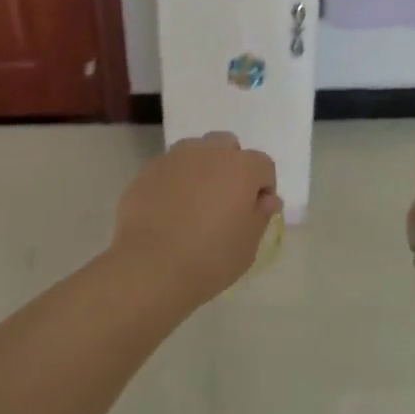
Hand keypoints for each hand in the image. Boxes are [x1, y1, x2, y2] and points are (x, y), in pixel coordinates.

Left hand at [113, 132, 280, 303]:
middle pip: (227, 146)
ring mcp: (174, 158)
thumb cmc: (210, 258)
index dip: (263, 187)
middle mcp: (208, 152)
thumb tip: (266, 198)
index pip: (263, 165)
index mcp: (241, 167)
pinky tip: (169, 209)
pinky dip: (175, 181)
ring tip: (195, 202)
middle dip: (232, 166)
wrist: (151, 267)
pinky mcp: (148, 170)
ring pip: (196, 152)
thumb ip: (260, 214)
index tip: (255, 211)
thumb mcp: (248, 244)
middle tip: (226, 201)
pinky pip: (170, 168)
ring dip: (202, 168)